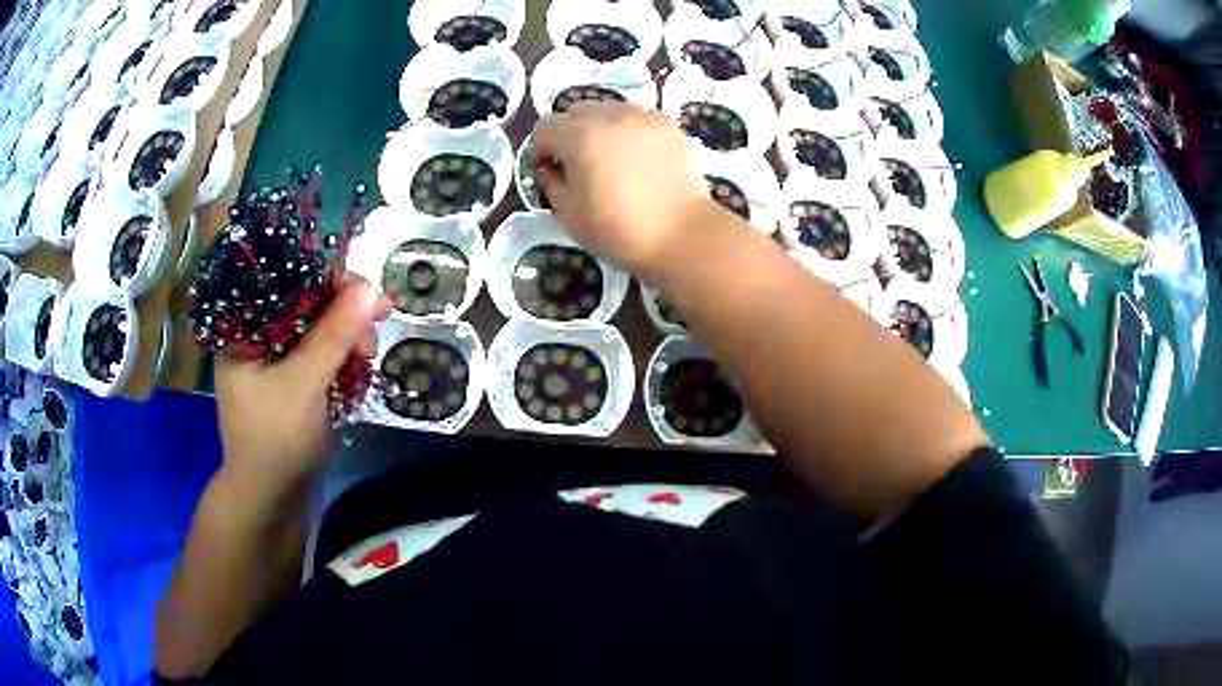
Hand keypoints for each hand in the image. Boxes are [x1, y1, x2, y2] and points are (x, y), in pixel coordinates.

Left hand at [214, 278, 390, 500]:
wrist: (273, 494)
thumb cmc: (275, 439)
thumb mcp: (303, 384)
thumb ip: (333, 337)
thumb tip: (372, 290)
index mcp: (245, 326)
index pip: (287, 281)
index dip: (328, 279)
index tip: (368, 292)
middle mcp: (259, 332)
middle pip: (307, 299)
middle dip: (345, 310)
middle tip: (376, 327)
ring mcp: (277, 353)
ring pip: (319, 323)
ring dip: (349, 333)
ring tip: (368, 355)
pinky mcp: (294, 372)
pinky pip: (323, 347)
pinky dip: (344, 351)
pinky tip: (360, 362)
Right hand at [531, 102, 715, 277]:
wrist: (681, 235)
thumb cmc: (618, 230)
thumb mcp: (569, 214)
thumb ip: (550, 183)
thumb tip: (548, 168)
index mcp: (579, 136)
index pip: (545, 128)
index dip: (539, 149)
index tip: (544, 170)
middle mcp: (609, 116)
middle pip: (576, 112)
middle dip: (568, 134)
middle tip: (575, 163)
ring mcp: (642, 117)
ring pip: (608, 110)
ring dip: (598, 129)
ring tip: (607, 158)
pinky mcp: (668, 125)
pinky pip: (637, 118)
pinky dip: (628, 131)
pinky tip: (636, 157)